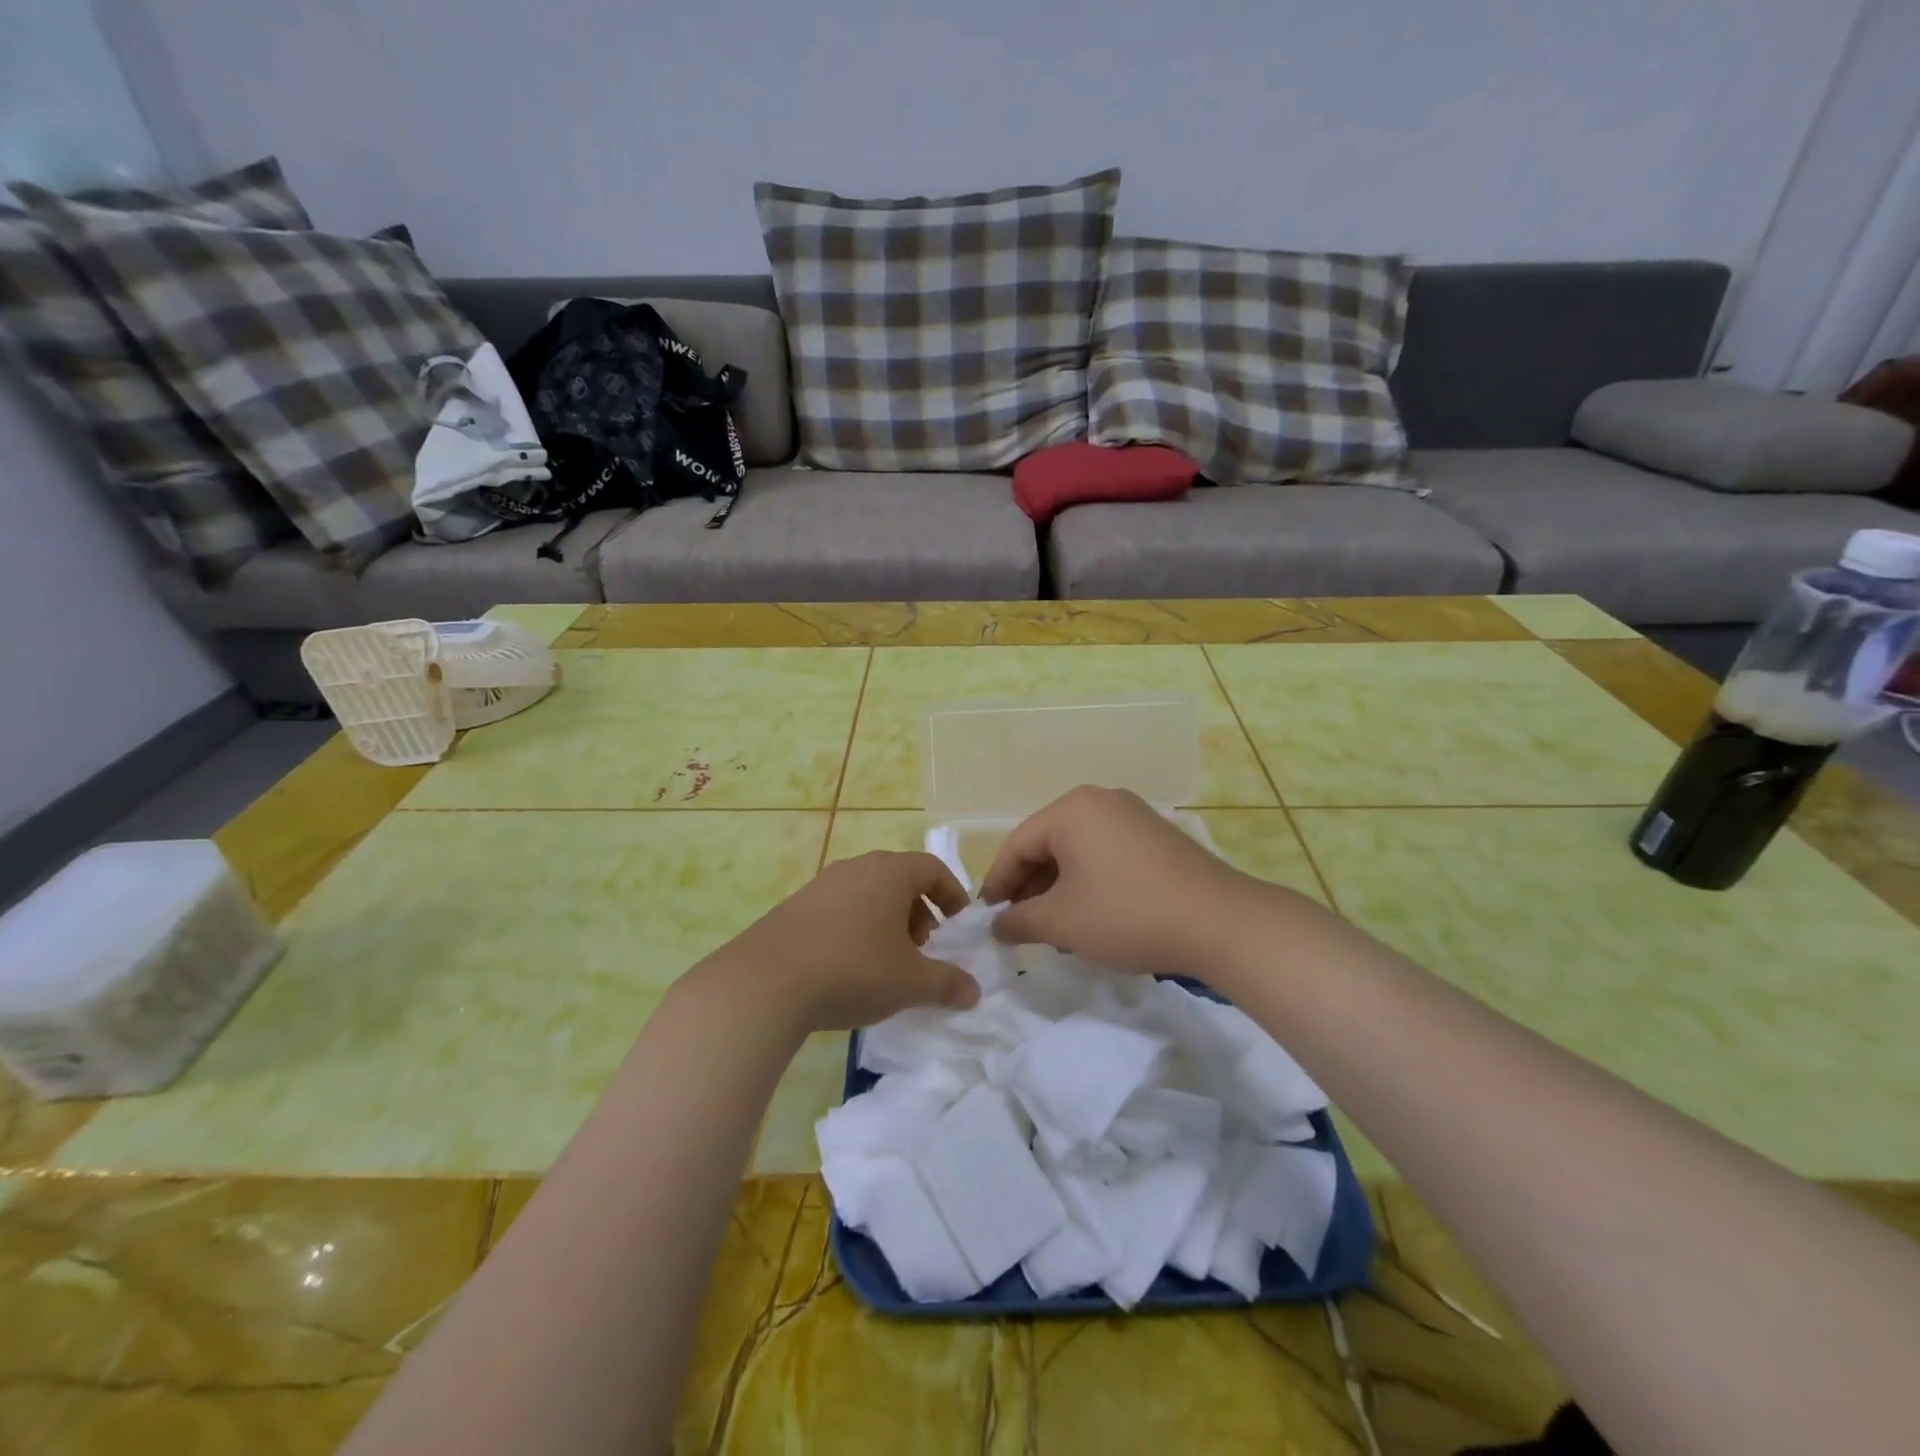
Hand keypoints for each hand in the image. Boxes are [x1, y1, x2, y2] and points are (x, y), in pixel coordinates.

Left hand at [701, 852, 980, 1035]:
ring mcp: (821, 884)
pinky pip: (840, 908)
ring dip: (887, 921)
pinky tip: (848, 966)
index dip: (952, 893)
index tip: (957, 925)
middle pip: (899, 879)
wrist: (766, 982)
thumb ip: (948, 984)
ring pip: (868, 894)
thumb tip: (974, 992)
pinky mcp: (794, 906)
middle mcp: (857, 867)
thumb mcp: (911, 982)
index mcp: (890, 872)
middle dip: (919, 911)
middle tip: (922, 947)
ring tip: (887, 961)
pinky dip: (856, 928)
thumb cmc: (853, 970)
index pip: (932, 867)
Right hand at [980, 786, 1260, 976]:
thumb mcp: (1061, 922)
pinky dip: (1090, 882)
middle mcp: (1100, 801)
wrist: (1218, 922)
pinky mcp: (1157, 836)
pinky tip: (1092, 915)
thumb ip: (1019, 921)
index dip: (998, 883)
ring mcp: (1133, 815)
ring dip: (1059, 887)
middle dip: (1030, 886)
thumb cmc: (1126, 914)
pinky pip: (1107, 854)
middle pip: (1048, 844)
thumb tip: (996, 924)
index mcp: (1071, 810)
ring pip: (1078, 851)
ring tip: (1053, 926)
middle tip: (1019, 925)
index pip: (1018, 845)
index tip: (988, 918)